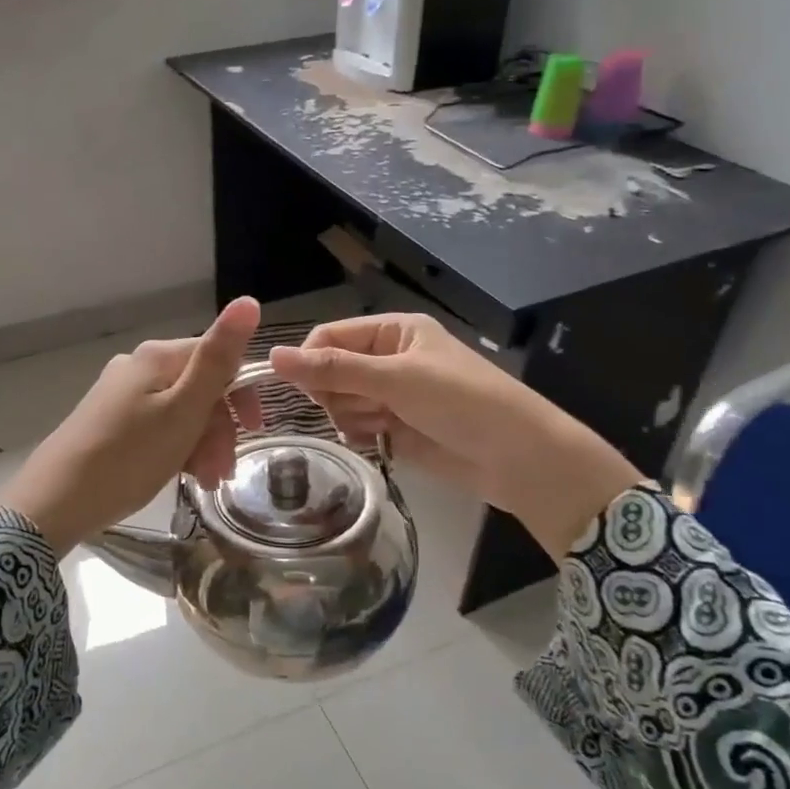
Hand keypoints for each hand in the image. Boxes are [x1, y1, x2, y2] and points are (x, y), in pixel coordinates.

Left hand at [0, 298, 262, 553]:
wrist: (56, 501)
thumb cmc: (129, 455)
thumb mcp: (184, 409)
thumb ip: (218, 358)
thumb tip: (248, 300)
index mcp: (158, 357)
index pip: (219, 359)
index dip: (241, 395)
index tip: (253, 432)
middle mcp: (139, 366)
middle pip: (200, 388)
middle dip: (220, 429)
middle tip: (222, 472)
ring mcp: (121, 394)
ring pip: (181, 412)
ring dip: (202, 445)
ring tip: (205, 482)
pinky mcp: (109, 422)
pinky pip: (159, 428)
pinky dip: (177, 450)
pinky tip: (182, 477)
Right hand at [268, 312, 642, 556]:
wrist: (516, 457)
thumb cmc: (461, 401)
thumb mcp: (396, 378)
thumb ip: (333, 369)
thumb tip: (273, 356)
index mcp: (393, 331)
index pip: (329, 336)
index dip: (311, 361)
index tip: (308, 389)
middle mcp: (387, 358)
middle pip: (329, 372)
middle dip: (340, 393)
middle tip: (370, 405)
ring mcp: (390, 395)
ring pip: (339, 403)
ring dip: (355, 416)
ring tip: (388, 424)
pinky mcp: (393, 428)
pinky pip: (355, 427)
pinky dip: (363, 435)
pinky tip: (385, 440)